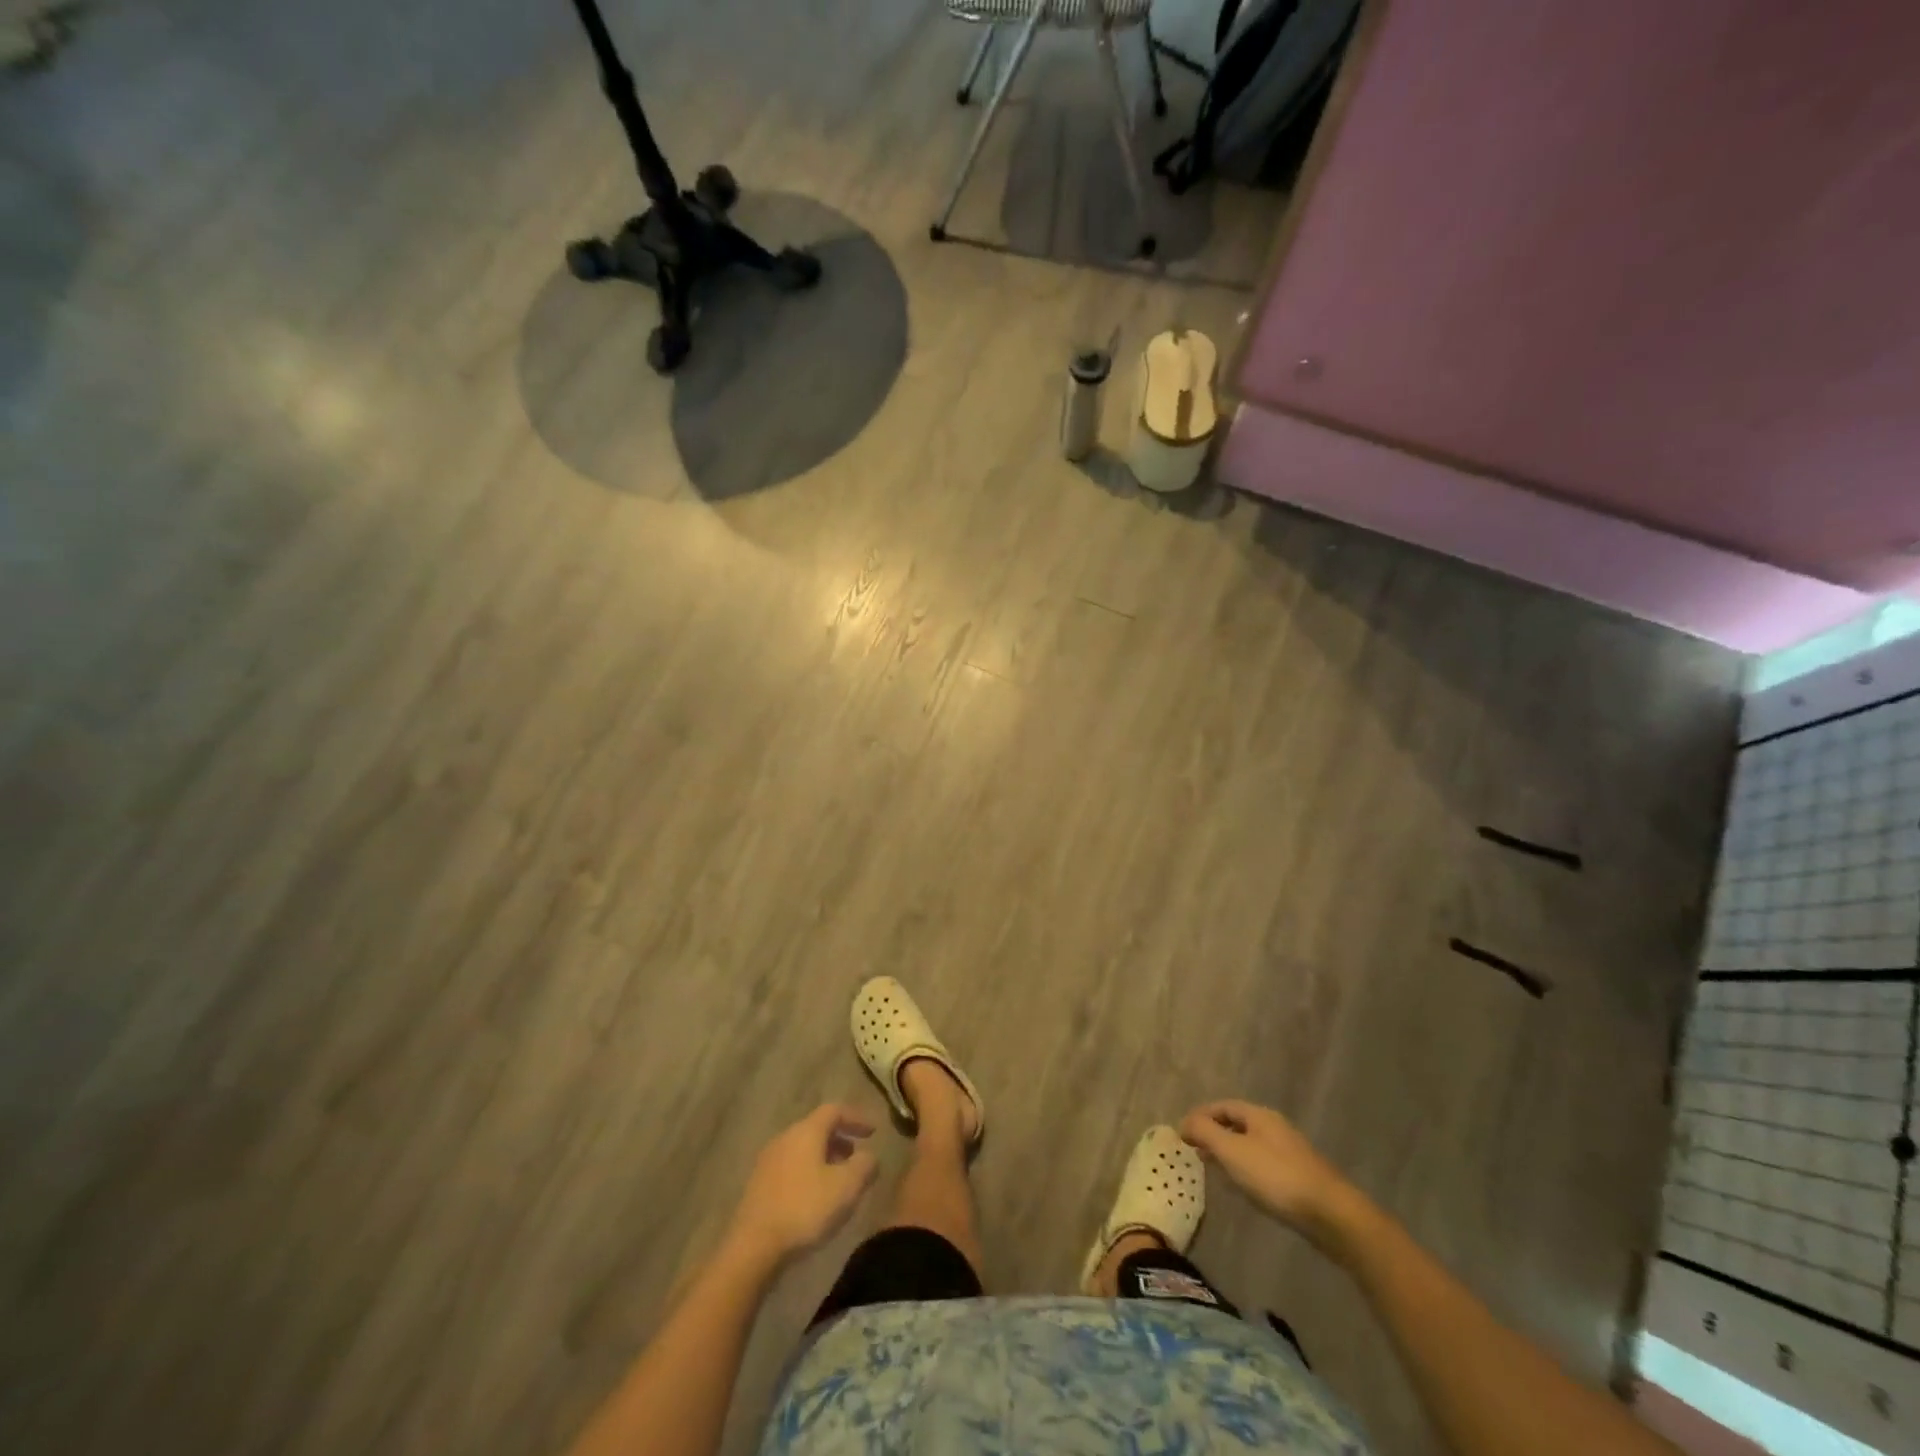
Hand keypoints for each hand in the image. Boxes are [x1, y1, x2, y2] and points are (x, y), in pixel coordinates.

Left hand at [726, 1104, 878, 1265]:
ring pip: (803, 1149)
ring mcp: (768, 1161)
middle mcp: (785, 1138)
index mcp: (806, 1131)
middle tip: (857, 1157)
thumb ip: (865, 1166)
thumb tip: (870, 1156)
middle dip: (840, 1140)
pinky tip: (816, 1198)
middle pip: (817, 1129)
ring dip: (825, 1158)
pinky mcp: (759, 1185)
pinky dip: (809, 1173)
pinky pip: (791, 1167)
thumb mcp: (846, 1187)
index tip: (874, 1132)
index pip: (834, 1110)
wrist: (752, 1247)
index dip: (856, 1117)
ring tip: (840, 1181)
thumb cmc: (804, 1209)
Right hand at [1180, 1100, 1360, 1252]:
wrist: (1331, 1215)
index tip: (1182, 1133)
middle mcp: (1275, 1127)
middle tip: (1194, 1151)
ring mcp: (1289, 1152)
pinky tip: (1242, 1187)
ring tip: (1213, 1170)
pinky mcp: (1299, 1177)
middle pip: (1237, 1124)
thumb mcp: (1233, 1151)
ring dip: (1229, 1153)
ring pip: (1250, 1145)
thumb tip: (1186, 1122)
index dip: (1200, 1116)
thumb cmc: (1276, 1177)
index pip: (1222, 1106)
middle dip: (1214, 1134)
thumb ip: (1205, 1132)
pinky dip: (1245, 1169)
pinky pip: (1263, 1165)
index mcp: (1259, 1115)